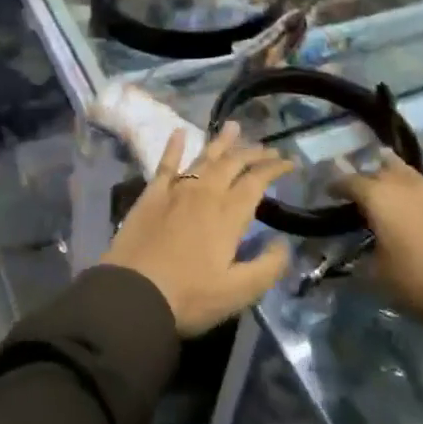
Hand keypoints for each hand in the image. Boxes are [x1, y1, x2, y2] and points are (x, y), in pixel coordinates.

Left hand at [101, 123, 294, 336]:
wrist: (133, 294)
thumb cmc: (189, 296)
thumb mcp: (239, 292)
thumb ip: (268, 266)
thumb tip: (284, 243)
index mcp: (228, 214)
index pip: (257, 182)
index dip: (275, 169)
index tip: (289, 162)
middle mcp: (204, 193)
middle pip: (233, 164)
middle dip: (253, 153)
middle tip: (268, 148)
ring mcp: (176, 190)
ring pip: (204, 158)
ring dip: (221, 142)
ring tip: (234, 126)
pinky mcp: (151, 195)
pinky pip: (165, 164)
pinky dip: (173, 146)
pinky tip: (178, 132)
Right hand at [337, 144, 422, 324]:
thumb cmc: (414, 283)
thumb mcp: (374, 275)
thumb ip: (358, 261)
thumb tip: (346, 261)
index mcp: (378, 199)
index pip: (349, 183)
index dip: (336, 185)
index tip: (327, 191)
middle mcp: (404, 187)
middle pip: (380, 173)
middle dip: (367, 177)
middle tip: (358, 187)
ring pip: (411, 172)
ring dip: (396, 167)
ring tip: (385, 159)